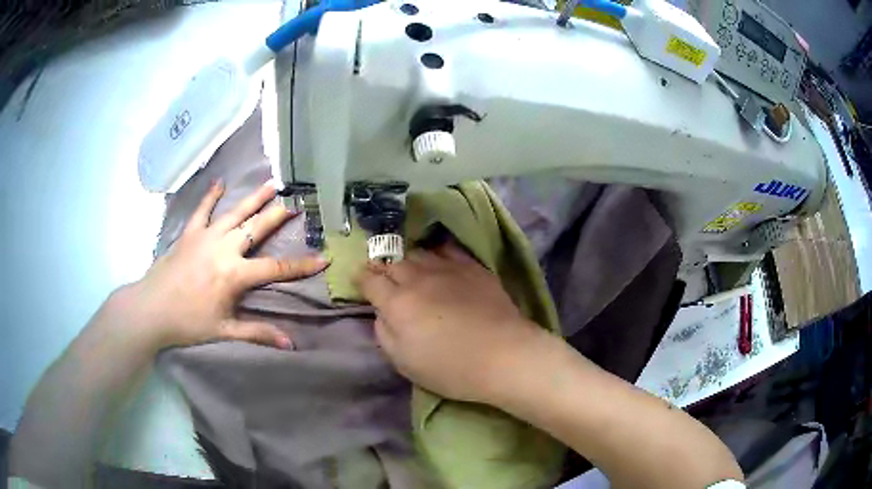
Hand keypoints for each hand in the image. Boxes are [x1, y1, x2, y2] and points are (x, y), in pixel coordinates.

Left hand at [120, 181, 327, 349]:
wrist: (151, 309)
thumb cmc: (188, 323)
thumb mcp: (224, 331)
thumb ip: (257, 333)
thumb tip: (289, 344)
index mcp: (234, 274)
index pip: (275, 268)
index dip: (301, 265)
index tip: (323, 258)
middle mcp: (224, 248)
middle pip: (256, 228)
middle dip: (278, 216)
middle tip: (297, 203)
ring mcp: (205, 237)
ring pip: (234, 213)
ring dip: (254, 198)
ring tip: (271, 184)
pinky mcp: (189, 233)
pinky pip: (201, 210)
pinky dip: (210, 196)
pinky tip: (219, 182)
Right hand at [356, 243, 545, 402]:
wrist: (505, 356)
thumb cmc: (451, 369)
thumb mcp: (404, 363)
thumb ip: (384, 333)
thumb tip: (382, 313)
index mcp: (397, 304)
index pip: (370, 280)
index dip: (361, 278)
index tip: (360, 281)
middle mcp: (418, 279)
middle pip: (392, 263)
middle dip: (382, 268)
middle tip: (383, 277)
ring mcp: (447, 269)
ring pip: (417, 254)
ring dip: (407, 261)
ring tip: (408, 269)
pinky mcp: (472, 268)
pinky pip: (447, 250)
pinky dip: (435, 253)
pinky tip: (437, 259)